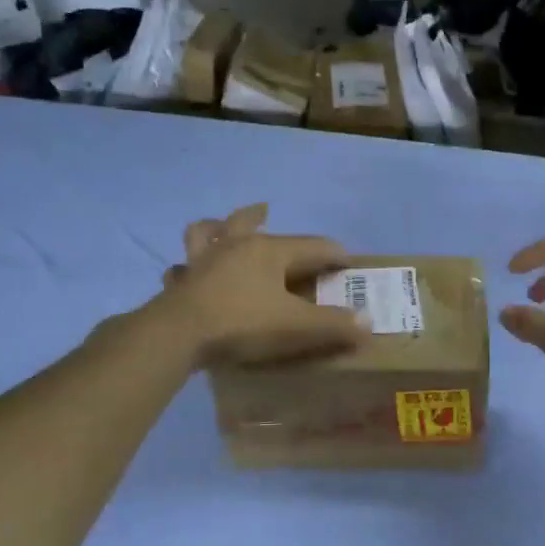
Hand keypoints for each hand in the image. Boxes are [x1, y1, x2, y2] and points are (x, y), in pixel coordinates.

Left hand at [157, 205, 366, 366]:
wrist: (177, 336)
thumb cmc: (243, 324)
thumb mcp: (297, 327)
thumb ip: (334, 325)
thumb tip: (368, 321)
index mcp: (269, 250)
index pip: (313, 245)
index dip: (335, 253)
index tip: (349, 262)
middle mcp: (234, 246)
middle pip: (249, 222)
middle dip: (260, 216)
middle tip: (267, 210)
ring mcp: (202, 262)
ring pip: (206, 233)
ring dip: (214, 227)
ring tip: (216, 226)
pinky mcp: (179, 283)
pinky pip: (182, 269)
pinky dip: (186, 268)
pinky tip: (185, 273)